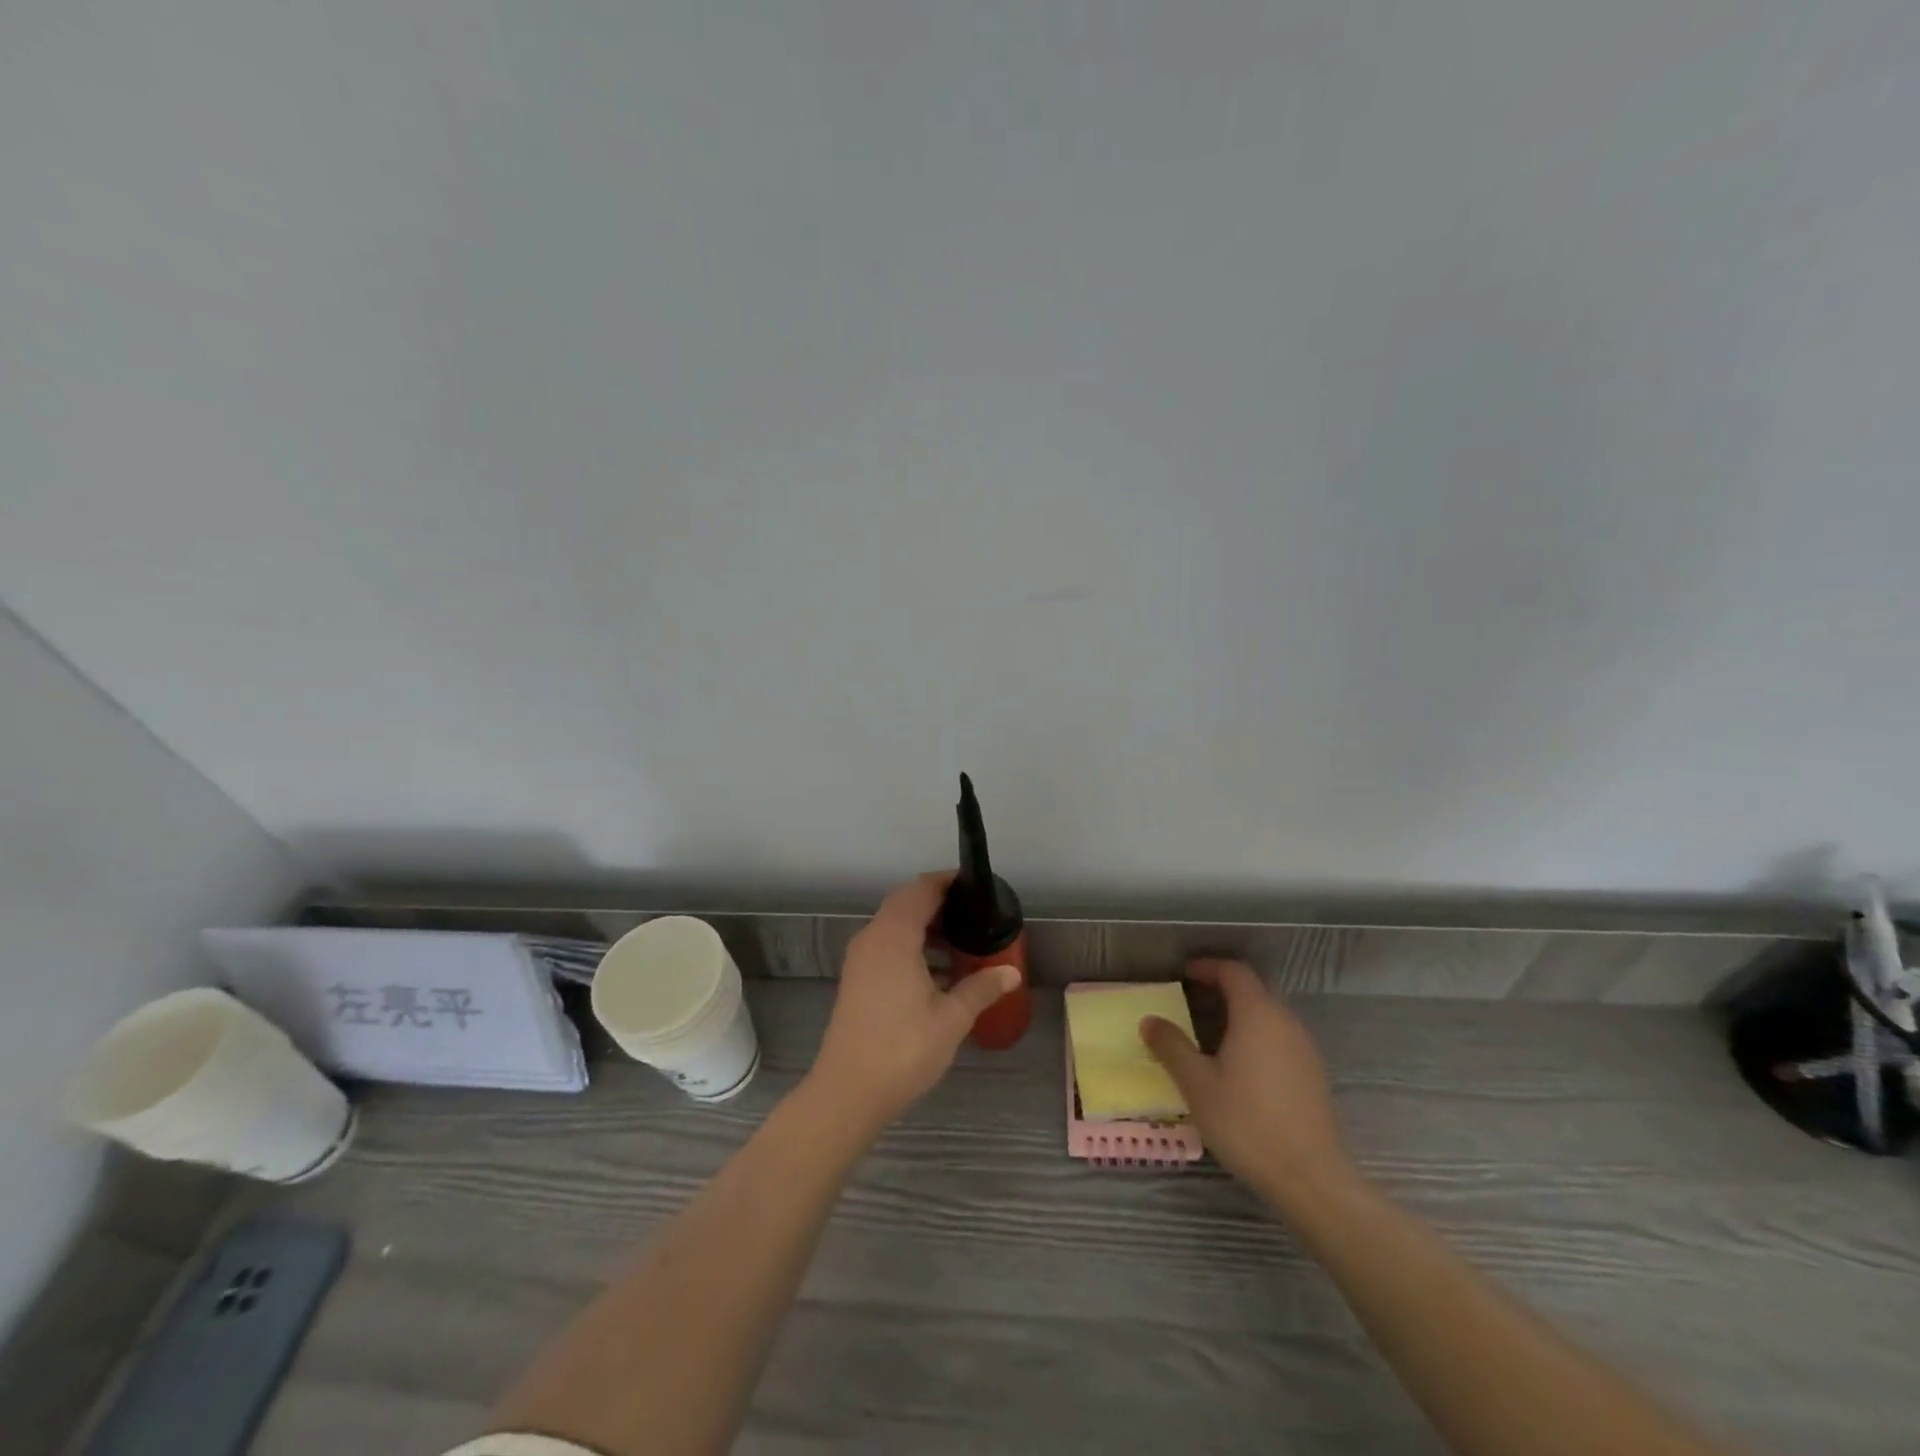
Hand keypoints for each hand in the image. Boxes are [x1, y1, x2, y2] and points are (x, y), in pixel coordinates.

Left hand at [807, 872, 1020, 1131]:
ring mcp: (860, 960)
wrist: (847, 1093)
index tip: (974, 885)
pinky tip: (937, 971)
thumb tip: (1012, 972)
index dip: (946, 881)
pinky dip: (911, 945)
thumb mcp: (951, 1019)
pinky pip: (886, 945)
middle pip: (905, 903)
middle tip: (973, 913)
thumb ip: (981, 988)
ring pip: (894, 925)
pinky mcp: (857, 980)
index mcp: (893, 937)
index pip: (920, 890)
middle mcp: (872, 938)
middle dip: (938, 903)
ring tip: (961, 941)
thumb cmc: (902, 1050)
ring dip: (924, 926)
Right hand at [1140, 959, 1355, 1209]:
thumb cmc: (1247, 1123)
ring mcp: (1305, 1048)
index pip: (1234, 971)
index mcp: (1257, 1014)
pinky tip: (1241, 1064)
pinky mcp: (1313, 1074)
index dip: (1208, 967)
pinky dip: (1258, 1034)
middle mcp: (1285, 1022)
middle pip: (1255, 988)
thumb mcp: (1197, 1084)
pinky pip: (1281, 1037)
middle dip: (1224, 986)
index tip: (1184, 974)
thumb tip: (1150, 1020)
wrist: (1310, 1178)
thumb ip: (1172, 1047)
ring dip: (1242, 1011)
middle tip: (1193, 997)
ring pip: (1270, 1013)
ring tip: (1211, 1031)